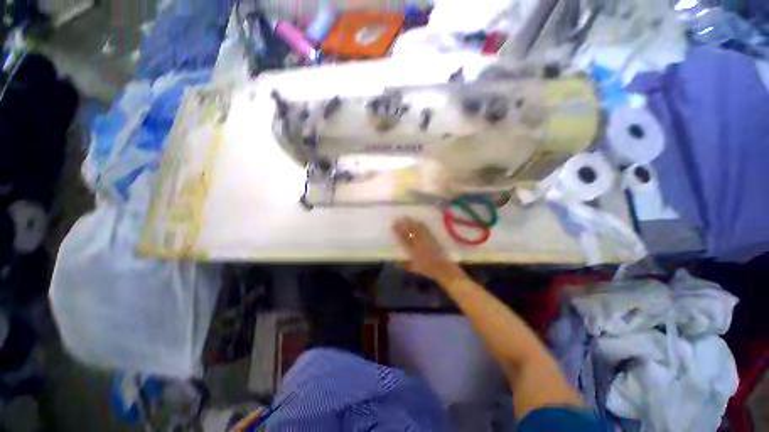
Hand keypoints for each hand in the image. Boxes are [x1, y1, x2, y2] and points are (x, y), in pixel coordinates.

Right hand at [392, 217, 466, 285]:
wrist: (443, 268)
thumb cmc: (427, 269)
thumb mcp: (413, 268)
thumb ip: (403, 263)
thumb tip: (394, 259)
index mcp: (413, 251)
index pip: (404, 239)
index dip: (398, 231)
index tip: (393, 225)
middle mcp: (419, 244)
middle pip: (410, 231)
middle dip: (403, 224)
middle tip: (398, 218)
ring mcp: (427, 240)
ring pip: (417, 228)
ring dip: (411, 222)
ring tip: (406, 217)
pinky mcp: (433, 238)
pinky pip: (425, 229)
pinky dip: (420, 224)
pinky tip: (417, 221)